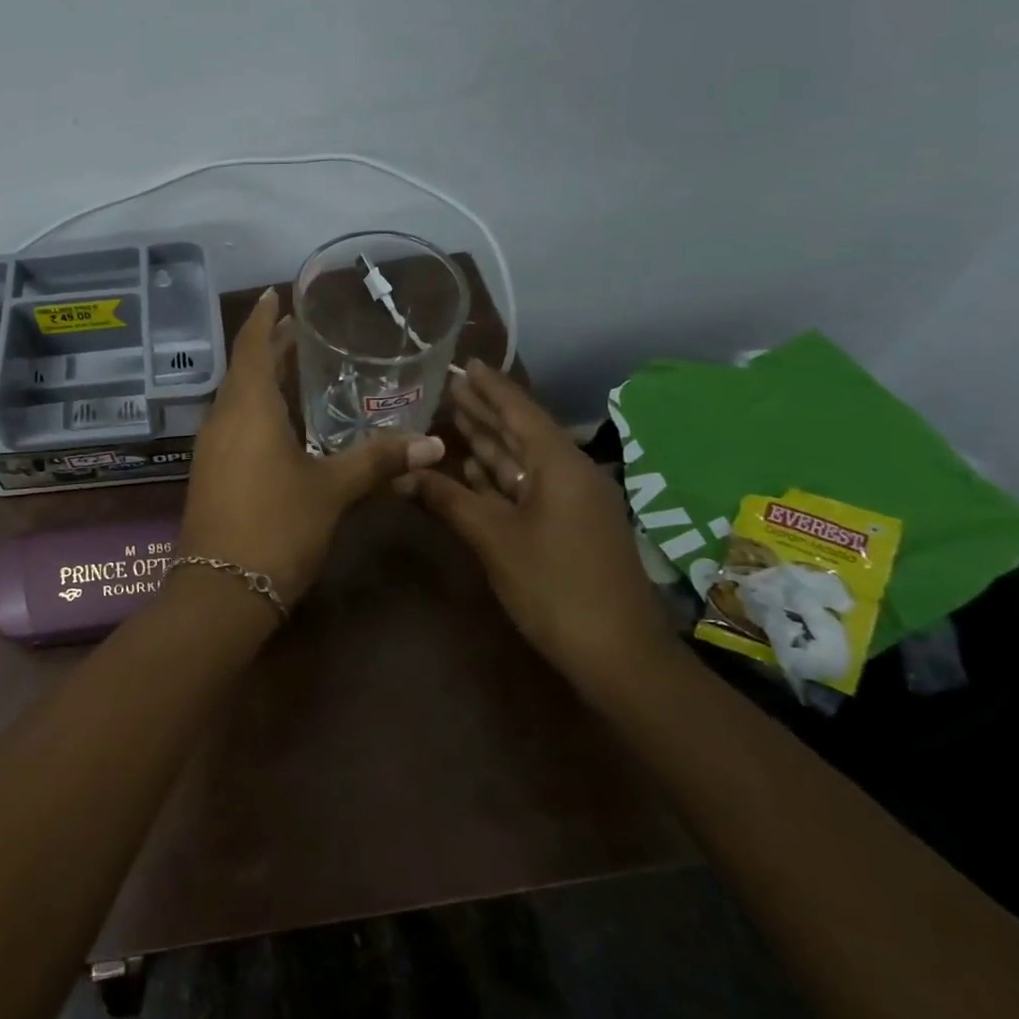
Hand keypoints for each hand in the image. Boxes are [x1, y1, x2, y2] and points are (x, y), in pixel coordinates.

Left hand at [178, 289, 445, 606]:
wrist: (221, 591)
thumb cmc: (277, 526)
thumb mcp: (332, 490)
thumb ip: (378, 461)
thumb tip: (433, 445)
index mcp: (248, 409)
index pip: (251, 347)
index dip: (263, 318)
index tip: (274, 294)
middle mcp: (222, 420)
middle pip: (244, 371)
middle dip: (270, 348)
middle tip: (301, 331)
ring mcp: (211, 449)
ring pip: (237, 400)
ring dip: (262, 381)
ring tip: (296, 371)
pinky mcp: (210, 474)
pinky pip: (234, 426)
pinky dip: (257, 411)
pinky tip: (282, 426)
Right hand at [396, 360, 673, 684]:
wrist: (617, 654)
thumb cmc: (555, 587)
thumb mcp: (495, 539)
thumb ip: (448, 499)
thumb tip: (402, 472)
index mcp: (560, 466)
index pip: (520, 412)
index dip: (491, 388)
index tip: (465, 364)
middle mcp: (568, 475)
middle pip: (520, 433)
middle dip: (485, 410)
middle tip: (448, 386)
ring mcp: (569, 503)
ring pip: (522, 462)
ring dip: (487, 442)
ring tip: (452, 417)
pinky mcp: (565, 528)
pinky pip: (525, 488)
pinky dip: (496, 477)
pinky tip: (469, 469)